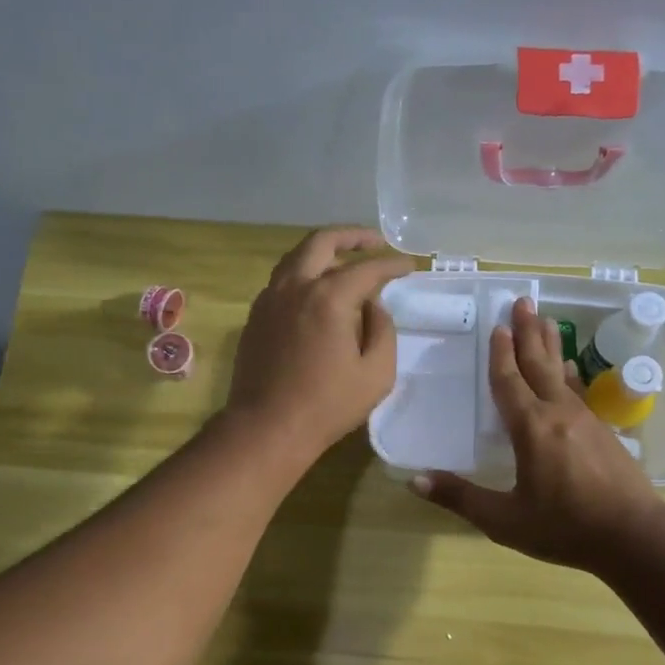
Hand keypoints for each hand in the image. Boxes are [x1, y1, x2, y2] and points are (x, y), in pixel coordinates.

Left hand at [225, 226, 414, 463]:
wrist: (267, 428)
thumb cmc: (327, 406)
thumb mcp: (376, 374)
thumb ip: (383, 331)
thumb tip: (374, 307)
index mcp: (328, 298)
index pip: (367, 268)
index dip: (392, 264)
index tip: (409, 265)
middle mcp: (295, 287)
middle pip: (323, 242)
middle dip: (353, 236)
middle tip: (375, 242)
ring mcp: (269, 299)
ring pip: (296, 257)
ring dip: (324, 251)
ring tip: (345, 260)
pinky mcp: (256, 316)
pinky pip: (282, 280)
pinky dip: (304, 273)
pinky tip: (317, 291)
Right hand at [413, 297, 664, 571]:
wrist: (634, 536)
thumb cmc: (565, 527)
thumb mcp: (505, 520)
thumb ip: (460, 498)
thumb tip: (414, 481)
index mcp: (531, 429)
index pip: (510, 382)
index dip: (500, 355)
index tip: (497, 327)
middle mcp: (558, 414)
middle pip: (538, 365)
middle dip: (528, 333)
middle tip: (523, 301)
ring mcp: (585, 420)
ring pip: (561, 373)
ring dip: (550, 345)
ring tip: (545, 320)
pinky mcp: (603, 431)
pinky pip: (578, 391)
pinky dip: (569, 373)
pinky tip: (569, 368)